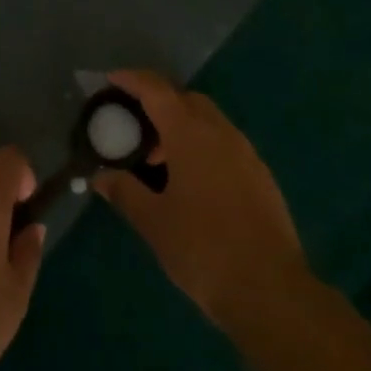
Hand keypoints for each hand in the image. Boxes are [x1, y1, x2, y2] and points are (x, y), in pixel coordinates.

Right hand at [94, 70, 307, 333]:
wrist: (269, 290)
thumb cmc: (202, 248)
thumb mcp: (154, 222)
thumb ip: (125, 192)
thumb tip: (101, 177)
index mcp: (190, 133)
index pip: (156, 90)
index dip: (132, 80)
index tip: (111, 80)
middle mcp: (221, 132)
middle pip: (186, 99)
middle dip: (159, 103)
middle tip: (134, 125)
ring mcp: (246, 153)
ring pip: (209, 121)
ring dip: (182, 127)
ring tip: (159, 161)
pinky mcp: (261, 176)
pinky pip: (225, 144)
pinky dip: (202, 146)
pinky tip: (191, 182)